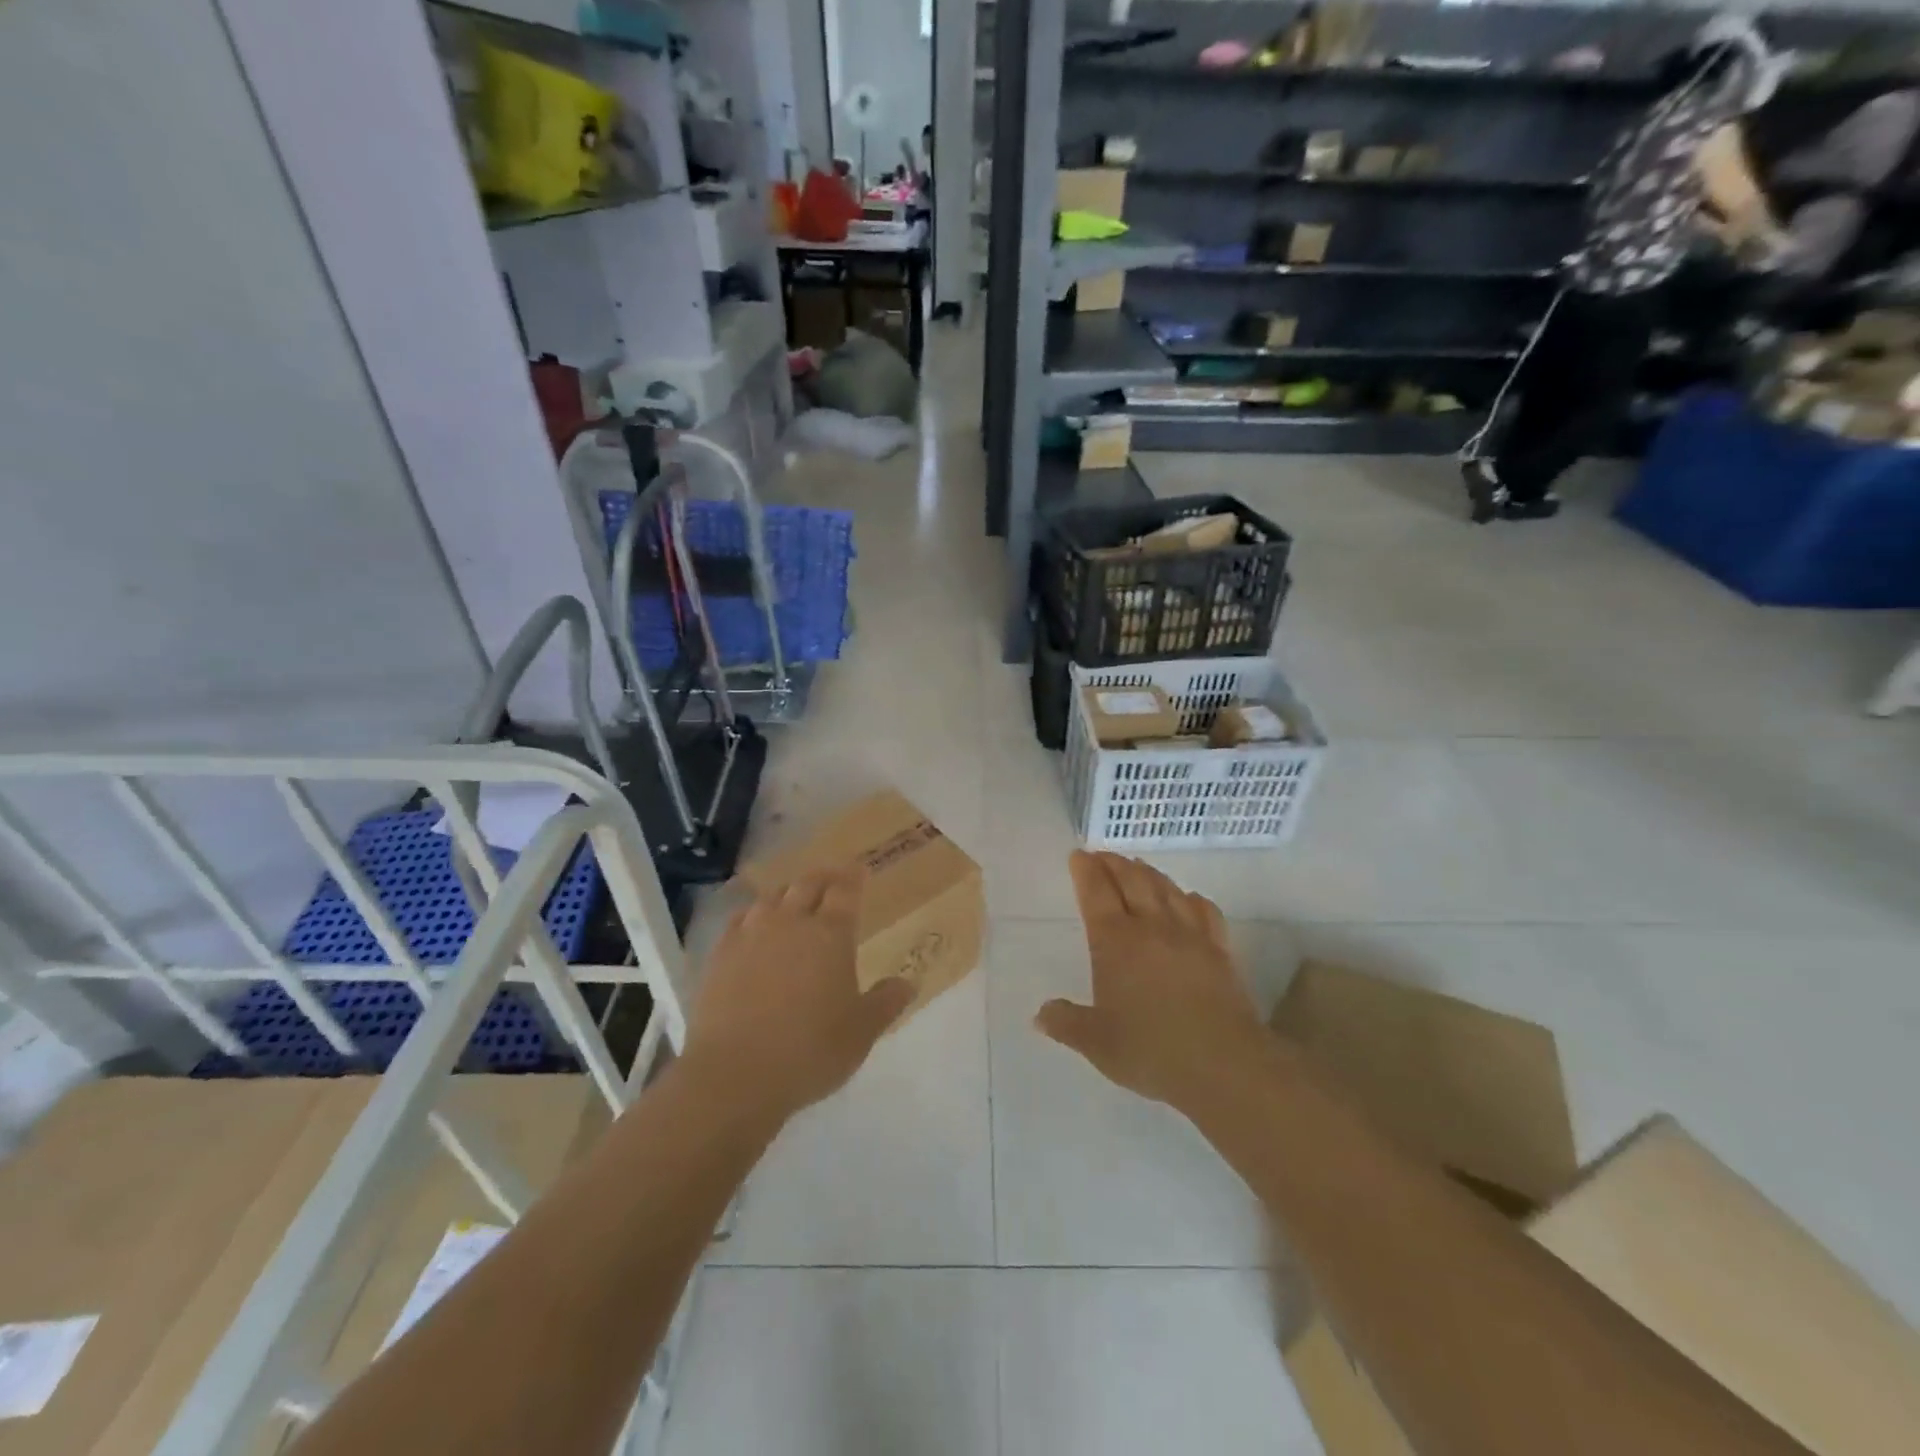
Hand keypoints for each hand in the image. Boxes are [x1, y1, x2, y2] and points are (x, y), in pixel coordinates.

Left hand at [682, 867, 911, 1120]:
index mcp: (831, 934)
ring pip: (772, 897)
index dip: (853, 878)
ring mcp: (752, 935)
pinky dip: (754, 914)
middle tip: (832, 877)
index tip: (859, 871)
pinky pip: (740, 919)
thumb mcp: (861, 1033)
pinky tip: (754, 923)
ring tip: (794, 897)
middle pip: (808, 885)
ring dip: (788, 892)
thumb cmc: (810, 1051)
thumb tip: (908, 983)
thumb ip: (885, 1003)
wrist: (735, 1074)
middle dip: (823, 877)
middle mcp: (791, 922)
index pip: (845, 892)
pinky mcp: (721, 954)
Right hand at [1036, 852, 1269, 1113]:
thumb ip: (1066, 1023)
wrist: (1222, 1063)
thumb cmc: (1151, 1050)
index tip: (1079, 855)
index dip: (1086, 871)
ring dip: (1148, 873)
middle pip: (1132, 880)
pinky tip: (1188, 898)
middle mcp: (1151, 926)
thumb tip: (1040, 1015)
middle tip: (1103, 855)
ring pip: (1166, 888)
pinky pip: (1204, 910)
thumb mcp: (1096, 1043)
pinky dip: (1191, 898)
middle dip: (1114, 863)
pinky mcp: (1219, 949)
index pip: (1096, 892)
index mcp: (1115, 941)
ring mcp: (1189, 934)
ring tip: (1137, 866)